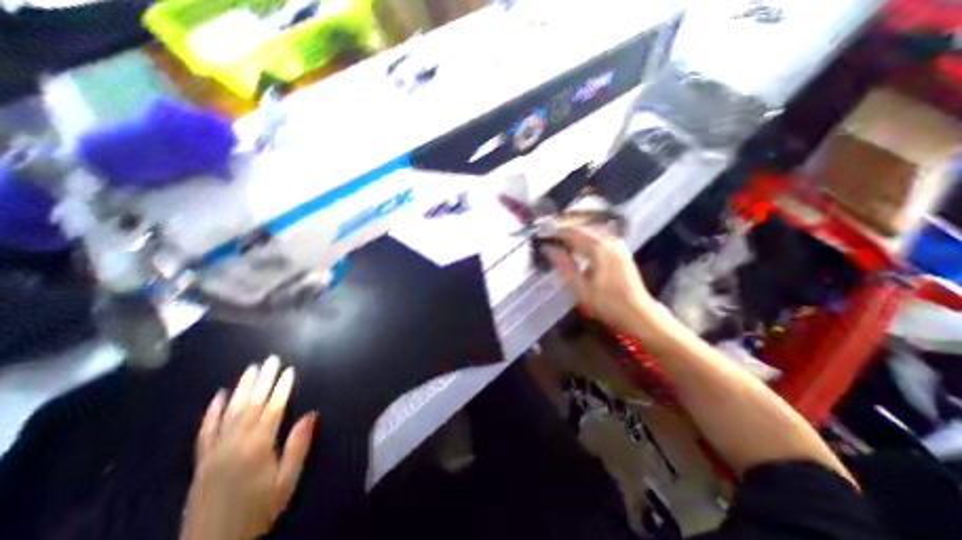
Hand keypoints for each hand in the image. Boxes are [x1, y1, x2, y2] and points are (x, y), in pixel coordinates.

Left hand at [179, 355, 316, 539]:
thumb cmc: (259, 511)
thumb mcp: (286, 481)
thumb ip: (298, 446)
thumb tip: (311, 414)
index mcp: (258, 448)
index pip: (273, 409)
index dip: (282, 388)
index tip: (289, 370)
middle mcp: (234, 444)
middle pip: (251, 404)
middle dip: (263, 380)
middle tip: (271, 359)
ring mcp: (214, 451)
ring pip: (229, 412)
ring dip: (241, 388)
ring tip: (251, 368)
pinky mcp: (200, 461)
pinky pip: (205, 431)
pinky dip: (211, 412)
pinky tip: (217, 396)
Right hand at [544, 228, 667, 337]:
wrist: (638, 314)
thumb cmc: (606, 304)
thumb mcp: (579, 287)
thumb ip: (563, 264)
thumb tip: (548, 248)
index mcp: (599, 248)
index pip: (571, 232)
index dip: (554, 231)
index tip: (541, 232)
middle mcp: (609, 241)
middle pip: (582, 227)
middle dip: (563, 229)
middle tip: (547, 233)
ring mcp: (617, 245)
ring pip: (590, 230)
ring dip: (574, 232)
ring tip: (558, 238)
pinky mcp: (620, 251)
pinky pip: (598, 236)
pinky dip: (584, 237)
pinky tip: (577, 245)